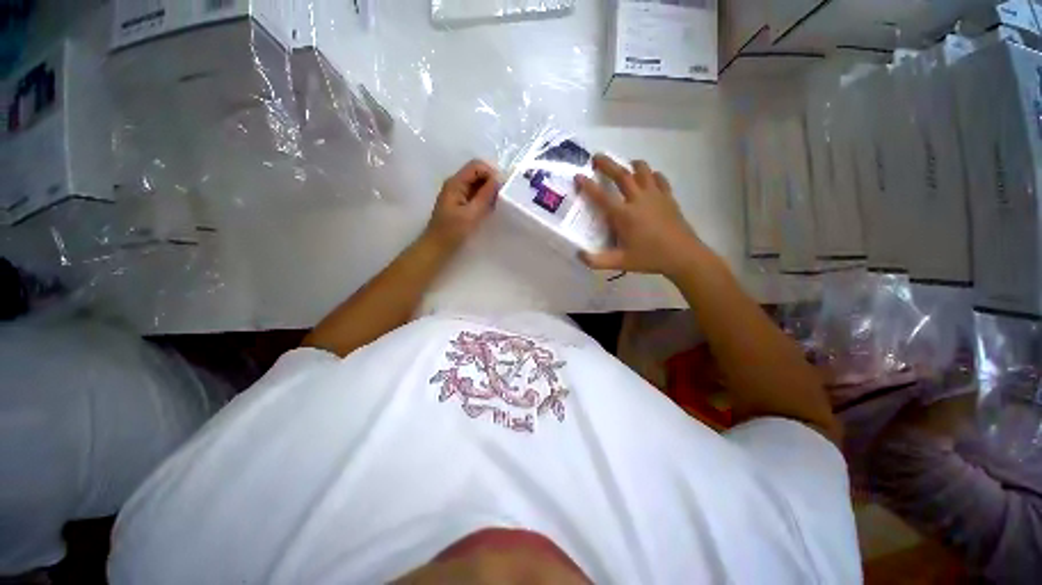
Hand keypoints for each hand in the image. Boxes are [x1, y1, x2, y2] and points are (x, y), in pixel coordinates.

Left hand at [424, 160, 499, 251]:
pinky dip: (485, 198)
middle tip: (502, 198)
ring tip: (498, 204)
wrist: (437, 248)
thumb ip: (485, 196)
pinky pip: (476, 194)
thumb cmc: (452, 232)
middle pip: (478, 173)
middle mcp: (456, 184)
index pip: (477, 166)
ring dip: (489, 191)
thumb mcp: (471, 214)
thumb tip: (498, 179)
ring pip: (478, 184)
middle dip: (492, 182)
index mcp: (456, 183)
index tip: (502, 188)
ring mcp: (458, 193)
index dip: (491, 173)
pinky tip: (490, 209)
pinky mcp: (461, 203)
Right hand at [576, 155, 704, 278]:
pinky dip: (651, 175)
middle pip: (622, 175)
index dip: (588, 185)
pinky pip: (659, 179)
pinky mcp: (668, 197)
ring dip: (631, 165)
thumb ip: (596, 261)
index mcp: (624, 215)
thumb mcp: (620, 263)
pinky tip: (649, 178)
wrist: (683, 256)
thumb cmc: (649, 258)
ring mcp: (656, 196)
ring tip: (625, 164)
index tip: (578, 175)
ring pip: (643, 171)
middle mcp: (638, 200)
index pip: (602, 196)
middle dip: (607, 164)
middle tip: (596, 156)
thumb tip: (578, 255)